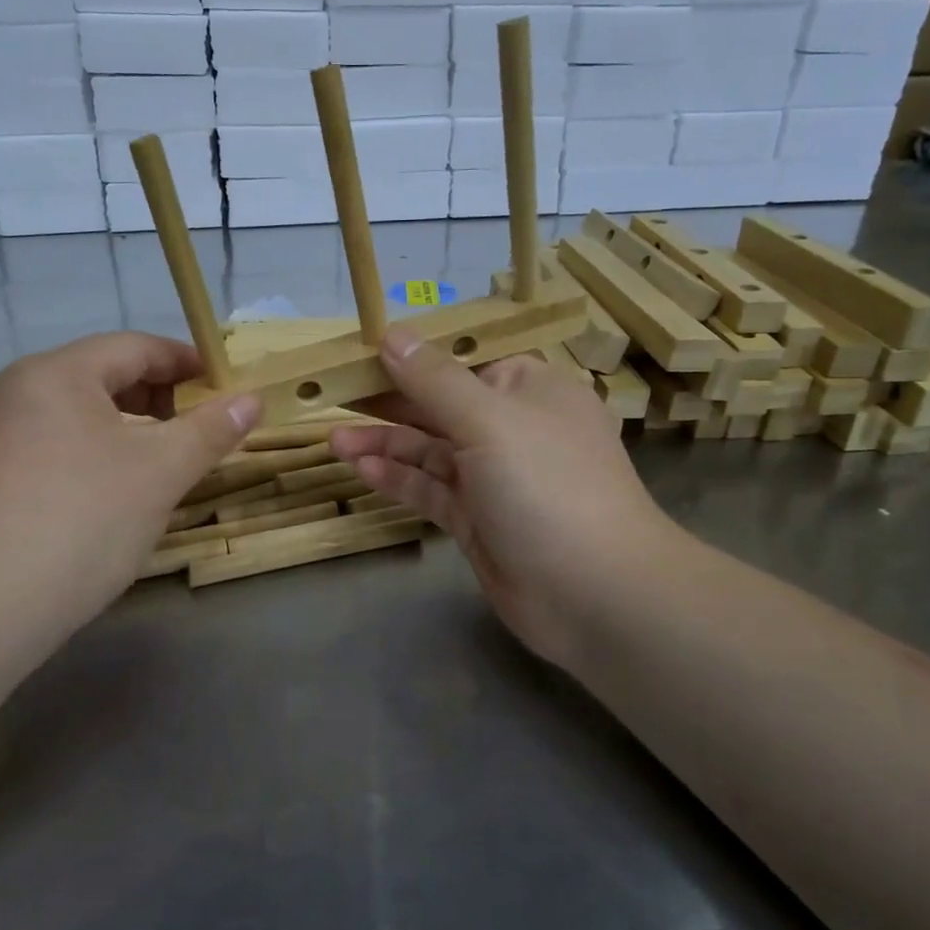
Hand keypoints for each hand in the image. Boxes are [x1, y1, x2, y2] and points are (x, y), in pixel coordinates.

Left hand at [0, 332, 258, 647]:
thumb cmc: (80, 519)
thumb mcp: (159, 472)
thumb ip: (210, 430)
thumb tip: (252, 400)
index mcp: (56, 373)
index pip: (136, 346)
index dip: (189, 362)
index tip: (229, 388)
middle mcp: (19, 393)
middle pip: (106, 379)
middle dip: (163, 401)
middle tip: (206, 433)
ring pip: (84, 420)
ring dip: (134, 435)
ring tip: (171, 468)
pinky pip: (60, 452)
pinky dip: (102, 461)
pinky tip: (122, 499)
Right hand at [331, 327, 685, 673]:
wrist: (595, 595)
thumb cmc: (548, 487)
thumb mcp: (489, 420)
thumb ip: (435, 380)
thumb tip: (393, 334)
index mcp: (529, 390)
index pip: (463, 362)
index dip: (413, 357)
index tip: (361, 355)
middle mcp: (513, 428)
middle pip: (440, 406)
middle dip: (389, 403)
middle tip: (333, 396)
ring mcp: (494, 478)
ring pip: (430, 451)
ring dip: (385, 444)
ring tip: (334, 439)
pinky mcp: (478, 520)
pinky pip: (431, 490)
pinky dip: (399, 479)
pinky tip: (361, 470)